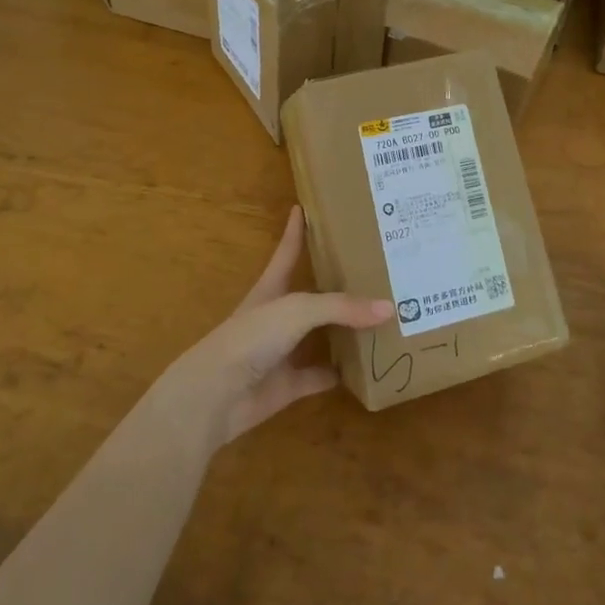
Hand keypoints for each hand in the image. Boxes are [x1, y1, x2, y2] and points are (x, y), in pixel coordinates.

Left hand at [154, 207, 390, 452]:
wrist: (214, 397)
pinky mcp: (287, 385)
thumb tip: (389, 307)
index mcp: (271, 289)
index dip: (295, 230)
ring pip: (319, 336)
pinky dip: (339, 374)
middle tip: (372, 267)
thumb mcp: (296, 310)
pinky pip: (319, 376)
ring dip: (345, 330)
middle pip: (312, 295)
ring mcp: (281, 352)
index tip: (303, 207)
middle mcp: (277, 317)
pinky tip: (366, 369)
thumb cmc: (250, 339)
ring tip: (381, 316)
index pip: (286, 251)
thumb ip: (341, 307)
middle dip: (337, 282)